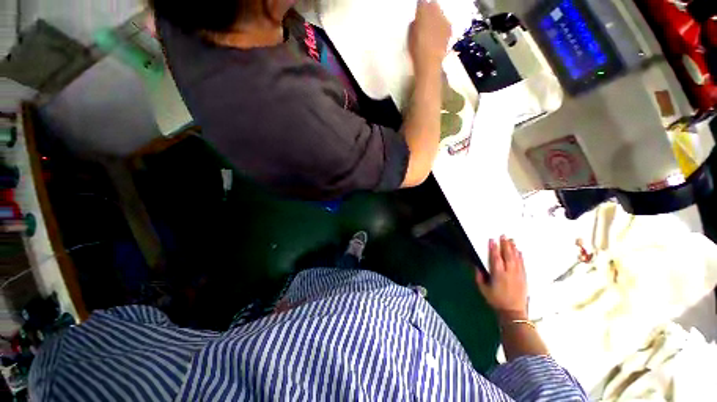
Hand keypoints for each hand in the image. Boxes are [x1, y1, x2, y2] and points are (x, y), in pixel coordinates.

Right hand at [409, 0, 451, 73]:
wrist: (429, 62)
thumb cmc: (416, 50)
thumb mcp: (410, 37)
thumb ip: (414, 25)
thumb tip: (416, 22)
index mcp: (422, 11)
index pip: (421, 3)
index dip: (419, 8)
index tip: (418, 13)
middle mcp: (435, 11)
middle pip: (433, 5)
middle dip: (429, 10)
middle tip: (425, 20)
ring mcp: (444, 19)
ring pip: (440, 13)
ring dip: (436, 18)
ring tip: (431, 30)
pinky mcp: (450, 28)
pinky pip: (445, 22)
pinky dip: (441, 26)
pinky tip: (437, 36)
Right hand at [475, 236, 527, 318]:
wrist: (513, 312)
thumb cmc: (496, 300)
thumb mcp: (483, 289)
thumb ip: (479, 276)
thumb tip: (477, 266)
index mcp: (498, 274)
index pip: (496, 258)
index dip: (493, 248)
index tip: (492, 240)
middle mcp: (509, 272)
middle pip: (508, 255)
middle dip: (505, 245)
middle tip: (504, 235)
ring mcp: (518, 275)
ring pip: (516, 258)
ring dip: (513, 248)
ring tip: (512, 240)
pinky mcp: (524, 278)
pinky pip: (523, 265)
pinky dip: (521, 257)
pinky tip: (520, 252)